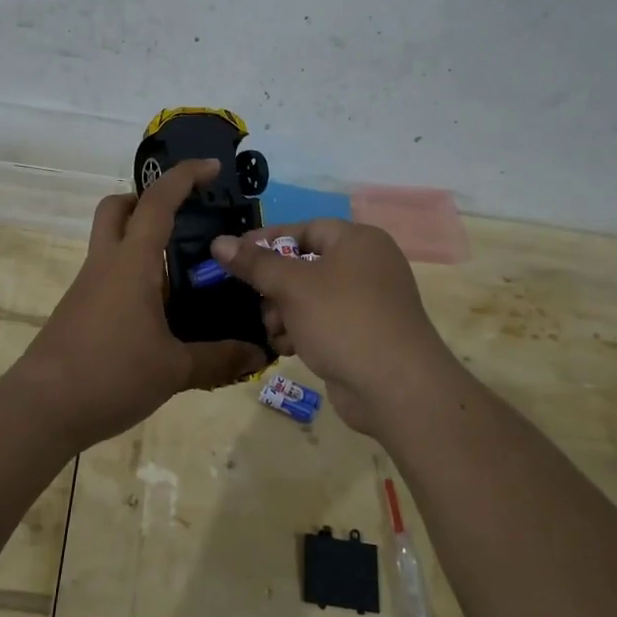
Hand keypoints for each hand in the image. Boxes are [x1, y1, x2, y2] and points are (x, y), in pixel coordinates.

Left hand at [12, 160, 267, 448]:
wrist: (41, 409)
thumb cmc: (110, 375)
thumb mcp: (173, 370)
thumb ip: (218, 359)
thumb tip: (258, 354)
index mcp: (131, 264)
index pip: (157, 203)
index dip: (184, 177)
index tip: (211, 167)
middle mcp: (105, 265)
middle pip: (117, 209)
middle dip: (146, 200)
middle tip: (182, 219)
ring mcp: (87, 287)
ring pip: (111, 243)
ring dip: (142, 242)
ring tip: (183, 274)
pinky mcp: (79, 311)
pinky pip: (108, 276)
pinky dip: (134, 276)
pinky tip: (159, 312)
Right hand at [210, 219, 457, 436]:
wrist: (397, 388)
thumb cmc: (344, 321)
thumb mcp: (293, 287)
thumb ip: (255, 263)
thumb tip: (219, 241)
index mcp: (358, 241)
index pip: (304, 229)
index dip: (267, 241)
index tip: (233, 256)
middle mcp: (367, 266)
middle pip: (305, 265)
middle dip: (275, 287)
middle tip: (256, 302)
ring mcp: (369, 303)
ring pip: (311, 298)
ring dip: (284, 314)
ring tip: (275, 332)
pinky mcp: (365, 335)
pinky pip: (324, 323)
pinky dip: (303, 332)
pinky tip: (288, 349)